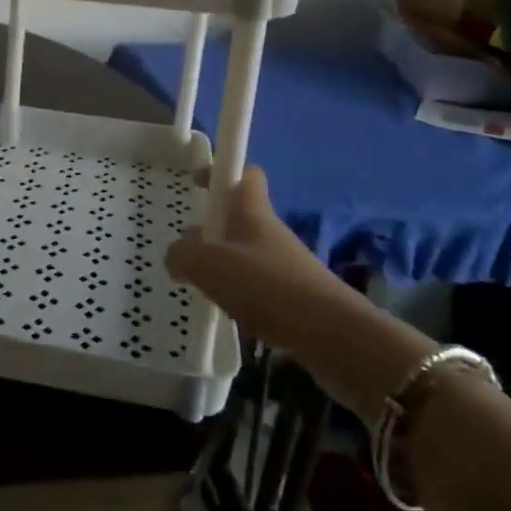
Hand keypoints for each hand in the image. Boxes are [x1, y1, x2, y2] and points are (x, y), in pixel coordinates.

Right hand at [166, 165, 435, 419]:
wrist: (334, 338)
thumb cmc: (268, 288)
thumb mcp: (209, 266)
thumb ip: (182, 255)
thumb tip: (175, 256)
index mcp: (252, 212)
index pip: (244, 174)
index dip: (221, 172)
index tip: (197, 182)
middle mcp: (270, 232)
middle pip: (239, 217)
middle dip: (211, 226)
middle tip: (185, 246)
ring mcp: (284, 265)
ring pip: (244, 253)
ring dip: (220, 264)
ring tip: (198, 285)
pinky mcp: (292, 297)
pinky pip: (255, 285)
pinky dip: (236, 293)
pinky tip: (225, 312)